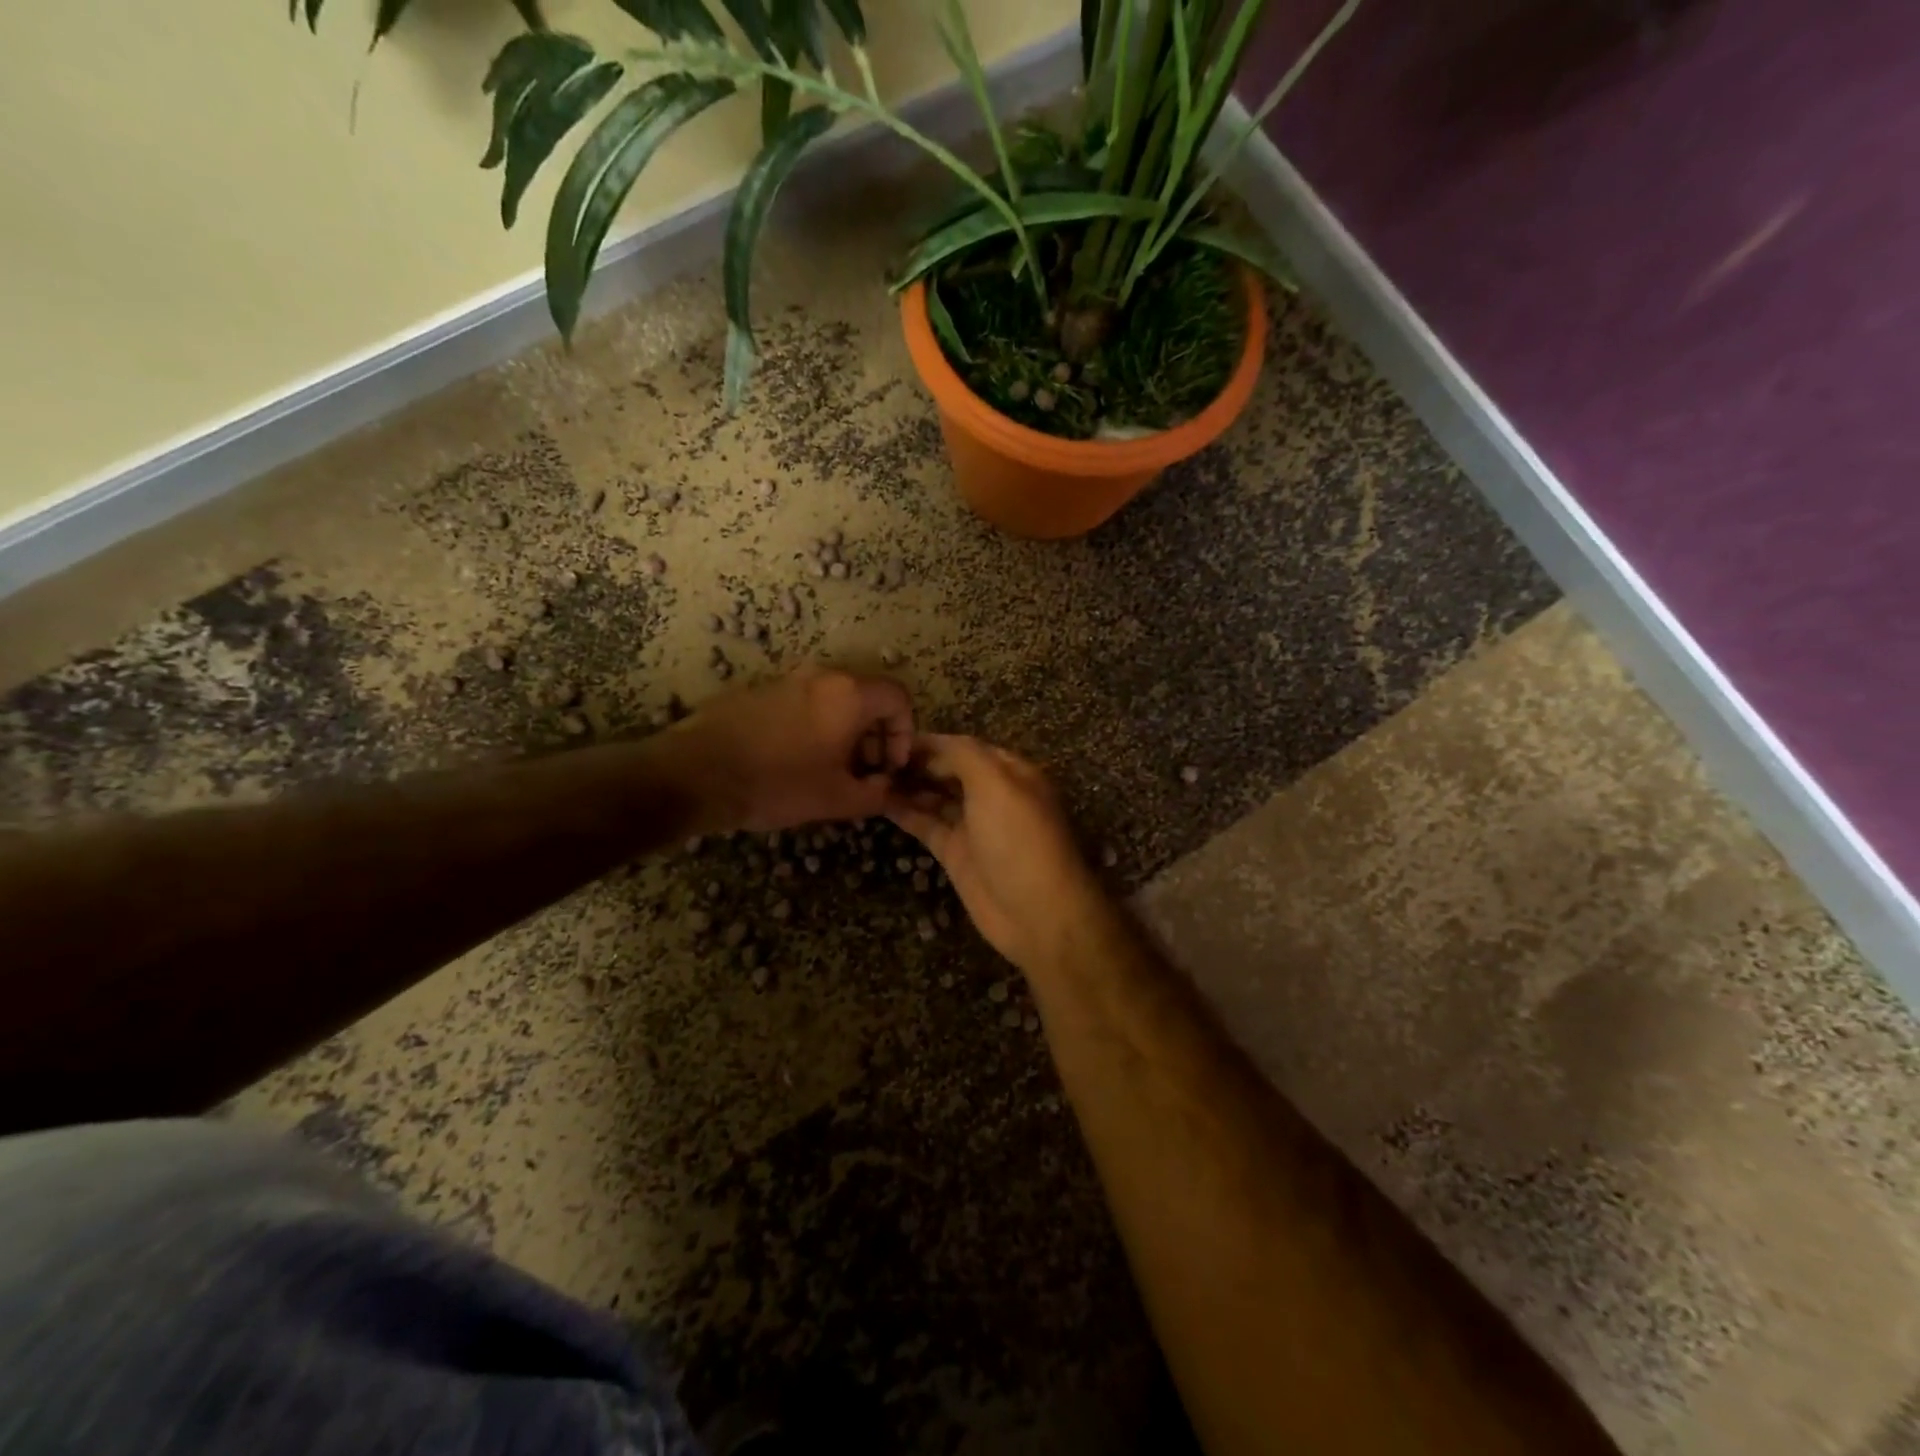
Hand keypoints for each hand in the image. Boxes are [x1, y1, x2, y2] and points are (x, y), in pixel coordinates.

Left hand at [671, 667, 913, 831]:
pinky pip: (804, 704)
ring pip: (834, 701)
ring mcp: (787, 680)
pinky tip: (795, 762)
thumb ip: (876, 794)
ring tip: (831, 772)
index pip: (898, 698)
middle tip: (864, 774)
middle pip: (867, 698)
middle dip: (875, 736)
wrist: (696, 773)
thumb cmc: (778, 784)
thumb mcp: (837, 800)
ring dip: (844, 733)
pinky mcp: (759, 691)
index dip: (905, 733)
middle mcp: (822, 677)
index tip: (891, 767)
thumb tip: (889, 788)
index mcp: (849, 695)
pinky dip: (815, 727)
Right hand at [886, 734, 1113, 977]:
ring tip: (869, 777)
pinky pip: (927, 825)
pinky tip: (877, 802)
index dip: (930, 742)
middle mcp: (991, 795)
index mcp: (1009, 772)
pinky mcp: (956, 853)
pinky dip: (905, 813)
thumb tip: (930, 745)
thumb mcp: (996, 784)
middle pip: (948, 770)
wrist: (1036, 913)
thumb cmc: (1018, 840)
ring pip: (935, 797)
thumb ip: (963, 756)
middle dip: (916, 763)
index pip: (963, 747)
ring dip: (907, 786)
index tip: (891, 739)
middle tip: (872, 759)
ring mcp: (973, 825)